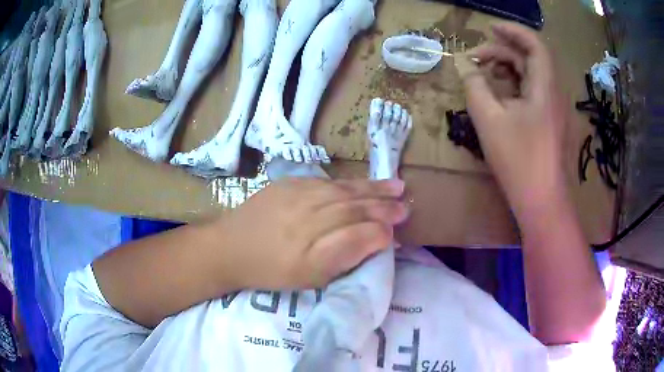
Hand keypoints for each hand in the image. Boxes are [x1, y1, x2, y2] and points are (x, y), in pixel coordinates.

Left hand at [216, 177, 407, 288]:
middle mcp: (309, 218)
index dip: (382, 233)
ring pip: (345, 191)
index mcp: (313, 250)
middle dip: (384, 207)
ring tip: (397, 187)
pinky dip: (350, 183)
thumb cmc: (270, 270)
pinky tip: (363, 184)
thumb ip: (344, 259)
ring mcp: (298, 196)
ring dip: (374, 189)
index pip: (359, 235)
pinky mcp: (289, 183)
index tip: (398, 232)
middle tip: (406, 206)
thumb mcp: (308, 278)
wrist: (230, 246)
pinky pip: (327, 182)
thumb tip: (374, 242)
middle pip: (355, 208)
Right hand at [456, 22, 570, 214]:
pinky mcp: (552, 123)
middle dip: (503, 52)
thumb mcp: (489, 120)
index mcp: (545, 86)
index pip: (534, 44)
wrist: (543, 202)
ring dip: (509, 69)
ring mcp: (555, 109)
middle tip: (476, 58)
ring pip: (533, 76)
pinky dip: (517, 86)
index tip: (489, 28)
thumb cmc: (519, 160)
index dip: (512, 31)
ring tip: (486, 74)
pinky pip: (535, 93)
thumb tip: (466, 68)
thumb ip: (474, 86)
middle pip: (531, 58)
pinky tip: (502, 96)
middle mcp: (554, 93)